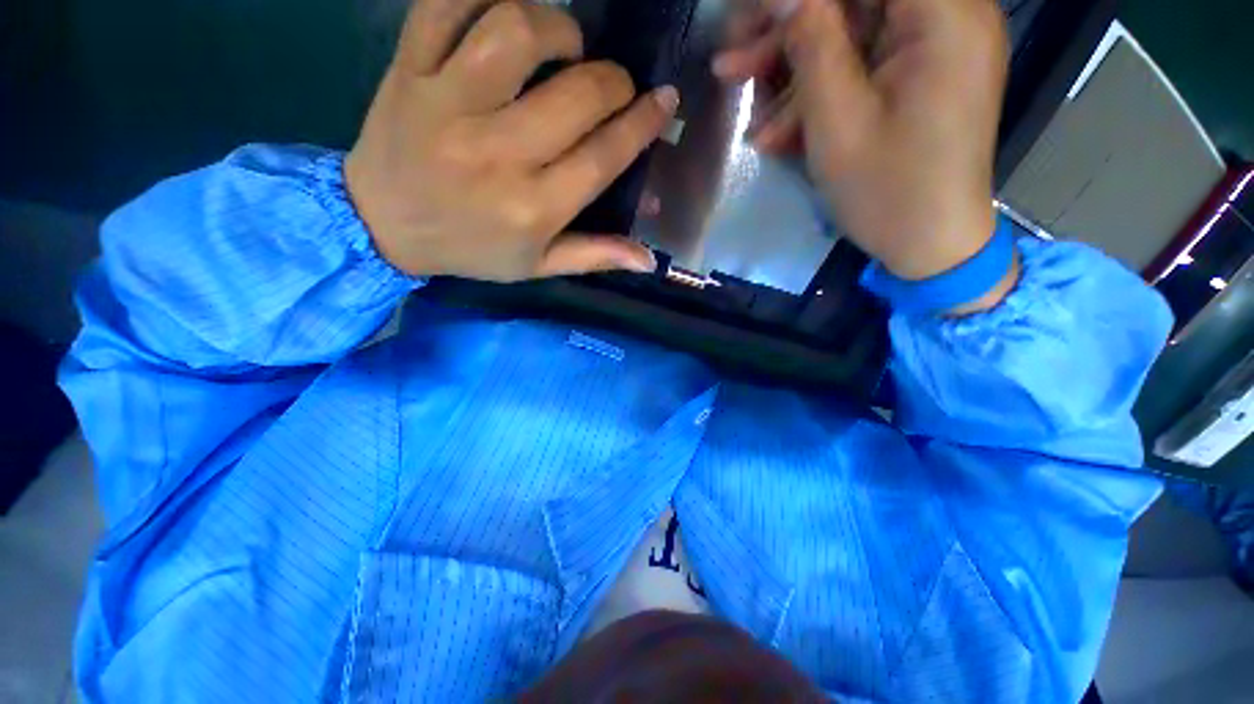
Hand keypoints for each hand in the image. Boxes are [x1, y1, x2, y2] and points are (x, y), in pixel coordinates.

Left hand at [346, 0, 678, 280]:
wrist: (382, 225)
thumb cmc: (470, 250)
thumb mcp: (537, 266)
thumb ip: (594, 256)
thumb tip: (648, 260)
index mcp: (533, 208)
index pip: (604, 155)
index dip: (643, 123)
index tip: (664, 100)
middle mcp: (498, 153)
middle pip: (577, 93)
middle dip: (614, 81)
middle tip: (614, 87)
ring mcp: (449, 103)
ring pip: (517, 30)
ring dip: (558, 28)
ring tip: (565, 47)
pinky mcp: (409, 70)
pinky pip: (447, 4)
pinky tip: (506, 17)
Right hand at [713, 0, 1009, 284]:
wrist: (930, 245)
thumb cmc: (887, 189)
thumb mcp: (837, 120)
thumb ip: (811, 43)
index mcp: (943, 15)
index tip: (755, 19)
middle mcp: (948, 17)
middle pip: (855, 4)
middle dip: (789, 31)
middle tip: (732, 63)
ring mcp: (934, 49)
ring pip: (852, 37)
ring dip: (796, 75)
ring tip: (753, 121)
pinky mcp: (920, 78)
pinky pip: (863, 69)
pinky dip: (821, 95)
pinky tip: (781, 133)